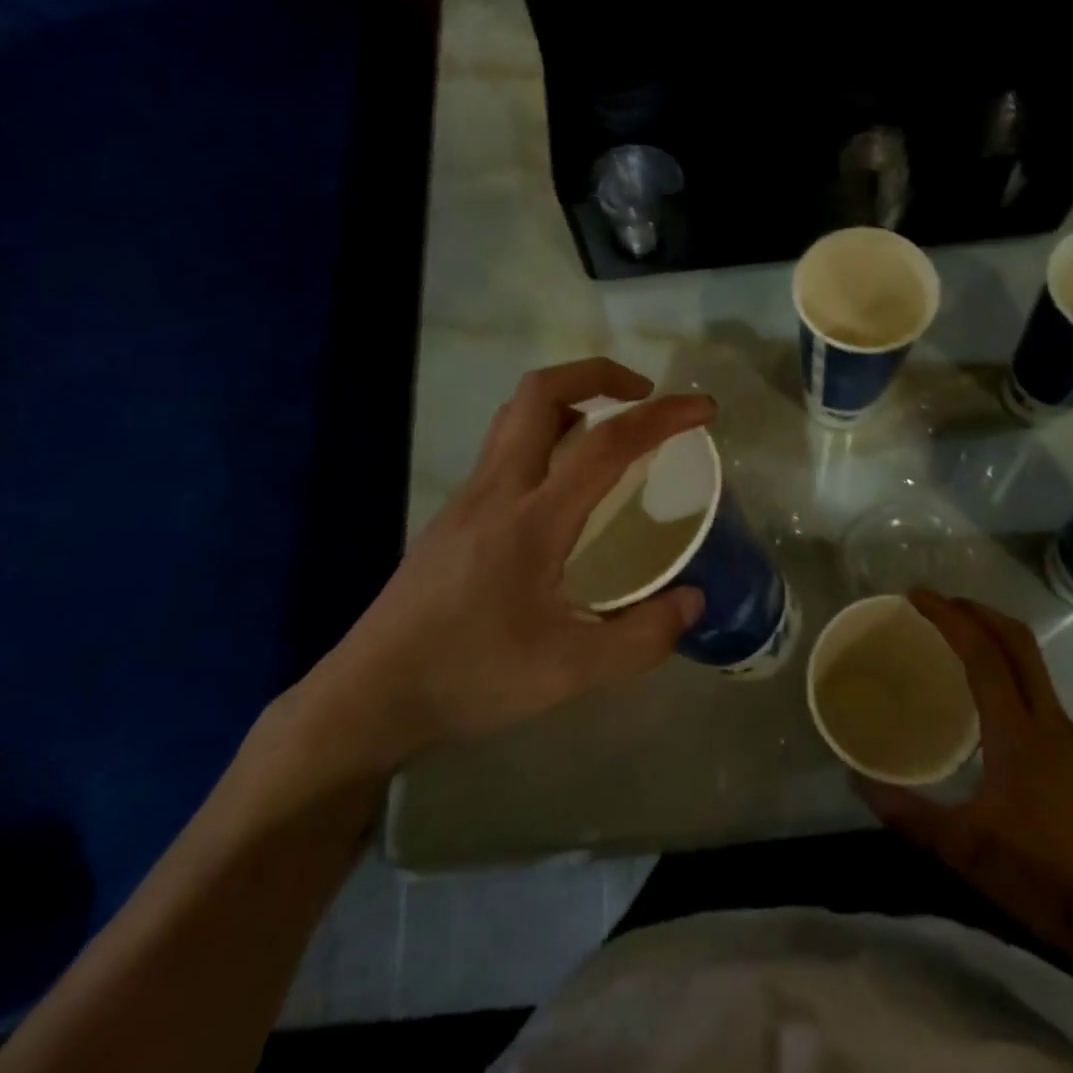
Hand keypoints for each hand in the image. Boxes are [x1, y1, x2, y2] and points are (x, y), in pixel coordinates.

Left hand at [285, 359, 715, 784]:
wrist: (369, 697)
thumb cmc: (470, 678)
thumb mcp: (569, 673)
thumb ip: (641, 638)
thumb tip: (693, 600)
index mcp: (532, 520)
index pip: (607, 444)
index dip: (663, 417)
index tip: (703, 409)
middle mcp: (496, 490)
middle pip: (542, 392)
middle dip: (600, 374)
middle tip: (644, 396)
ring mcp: (467, 498)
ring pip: (515, 415)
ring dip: (568, 399)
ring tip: (608, 429)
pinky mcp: (452, 515)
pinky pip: (504, 447)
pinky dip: (544, 434)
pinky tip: (563, 486)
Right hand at [859, 591, 1072, 955]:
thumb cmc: (1039, 877)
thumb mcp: (962, 848)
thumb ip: (907, 812)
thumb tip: (856, 780)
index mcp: (1019, 733)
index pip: (983, 654)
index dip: (950, 617)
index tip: (917, 596)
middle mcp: (1049, 721)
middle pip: (1018, 642)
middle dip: (977, 611)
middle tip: (936, 604)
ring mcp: (1070, 737)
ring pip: (1033, 663)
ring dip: (995, 637)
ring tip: (956, 639)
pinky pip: (1038, 690)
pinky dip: (1008, 669)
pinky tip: (986, 698)